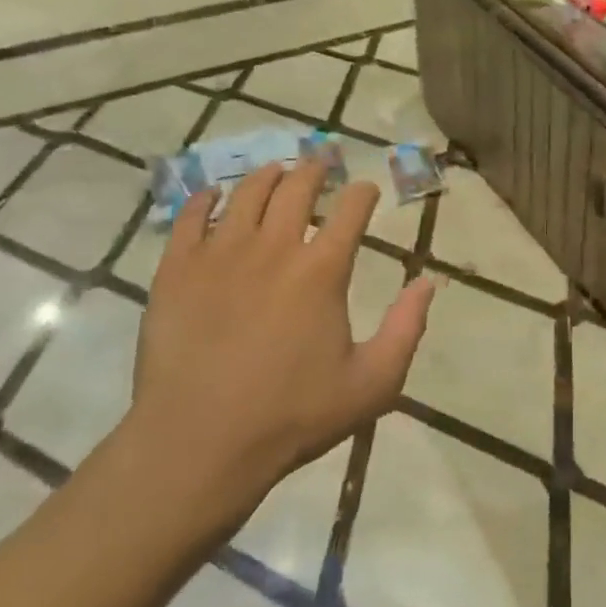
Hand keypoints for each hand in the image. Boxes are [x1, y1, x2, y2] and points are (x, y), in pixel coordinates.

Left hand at [125, 160, 435, 533]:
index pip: (351, 211)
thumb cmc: (293, 416)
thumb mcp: (373, 383)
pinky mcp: (176, 271)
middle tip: (322, 162)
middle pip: (297, 188)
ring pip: (245, 194)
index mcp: (322, 271)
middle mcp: (273, 248)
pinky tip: (212, 194)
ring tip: (275, 170)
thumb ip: (407, 328)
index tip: (367, 189)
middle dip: (315, 169)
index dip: (363, 193)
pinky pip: (189, 218)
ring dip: (267, 176)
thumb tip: (429, 282)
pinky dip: (204, 199)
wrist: (199, 445)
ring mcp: (219, 255)